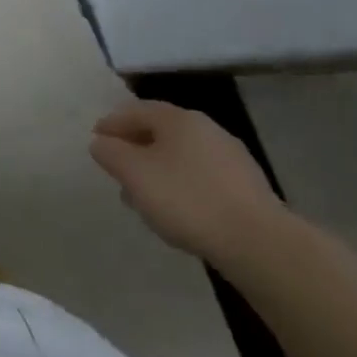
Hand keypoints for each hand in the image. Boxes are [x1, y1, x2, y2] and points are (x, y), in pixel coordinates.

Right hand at [89, 100, 284, 265]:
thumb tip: (101, 143)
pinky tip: (177, 212)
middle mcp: (207, 130)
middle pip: (160, 133)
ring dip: (158, 172)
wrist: (260, 245)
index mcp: (178, 118)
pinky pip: (202, 179)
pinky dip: (182, 188)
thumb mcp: (134, 173)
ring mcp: (232, 159)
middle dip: (135, 150)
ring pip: (182, 158)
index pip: (135, 111)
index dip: (111, 124)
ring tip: (143, 198)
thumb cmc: (187, 199)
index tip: (96, 140)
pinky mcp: (248, 190)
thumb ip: (110, 153)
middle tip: (117, 170)